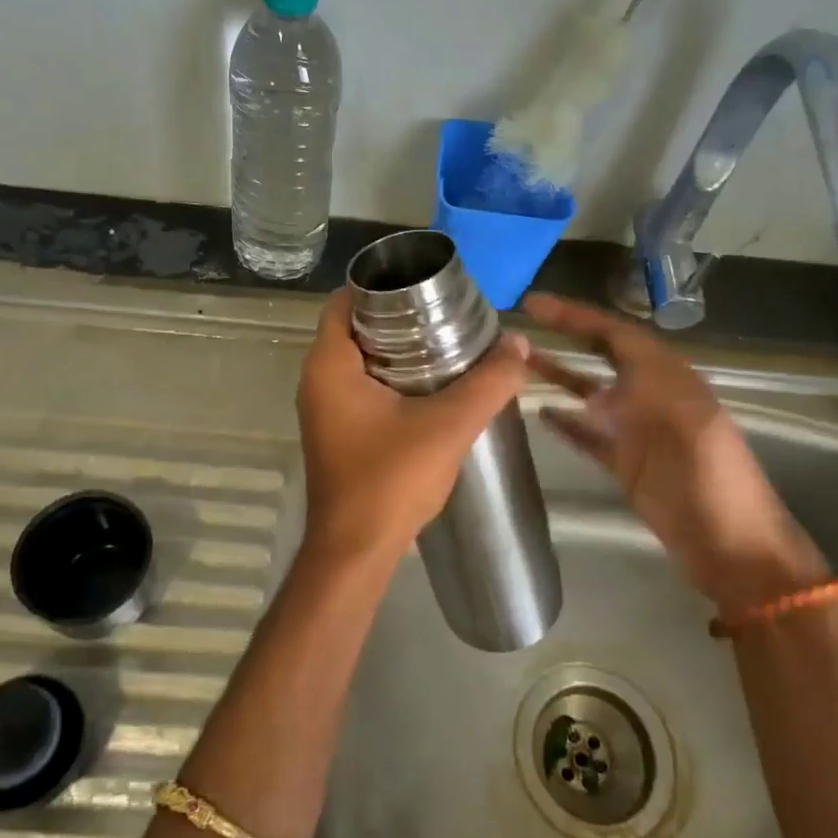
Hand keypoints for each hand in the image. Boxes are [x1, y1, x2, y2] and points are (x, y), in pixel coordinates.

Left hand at [296, 289, 531, 570]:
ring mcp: (324, 409)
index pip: (344, 301)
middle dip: (398, 317)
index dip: (381, 286)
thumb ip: (488, 383)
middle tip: (446, 314)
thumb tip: (520, 345)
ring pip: (359, 360)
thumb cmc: (390, 480)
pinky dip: (390, 378)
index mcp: (329, 365)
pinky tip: (431, 387)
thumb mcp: (448, 426)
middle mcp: (317, 380)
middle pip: (355, 328)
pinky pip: (361, 388)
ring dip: (397, 350)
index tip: (424, 286)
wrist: (356, 552)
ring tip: (446, 344)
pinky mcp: (336, 433)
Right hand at [523, 294, 825, 615]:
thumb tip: (593, 390)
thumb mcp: (684, 420)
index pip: (615, 333)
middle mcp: (650, 396)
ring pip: (590, 394)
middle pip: (601, 356)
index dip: (575, 316)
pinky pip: (588, 435)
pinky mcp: (626, 464)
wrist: (733, 547)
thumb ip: (642, 393)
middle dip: (564, 337)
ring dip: (558, 377)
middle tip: (519, 328)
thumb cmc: (712, 479)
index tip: (534, 305)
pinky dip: (566, 423)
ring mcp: (637, 432)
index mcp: (669, 377)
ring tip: (517, 365)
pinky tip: (539, 414)